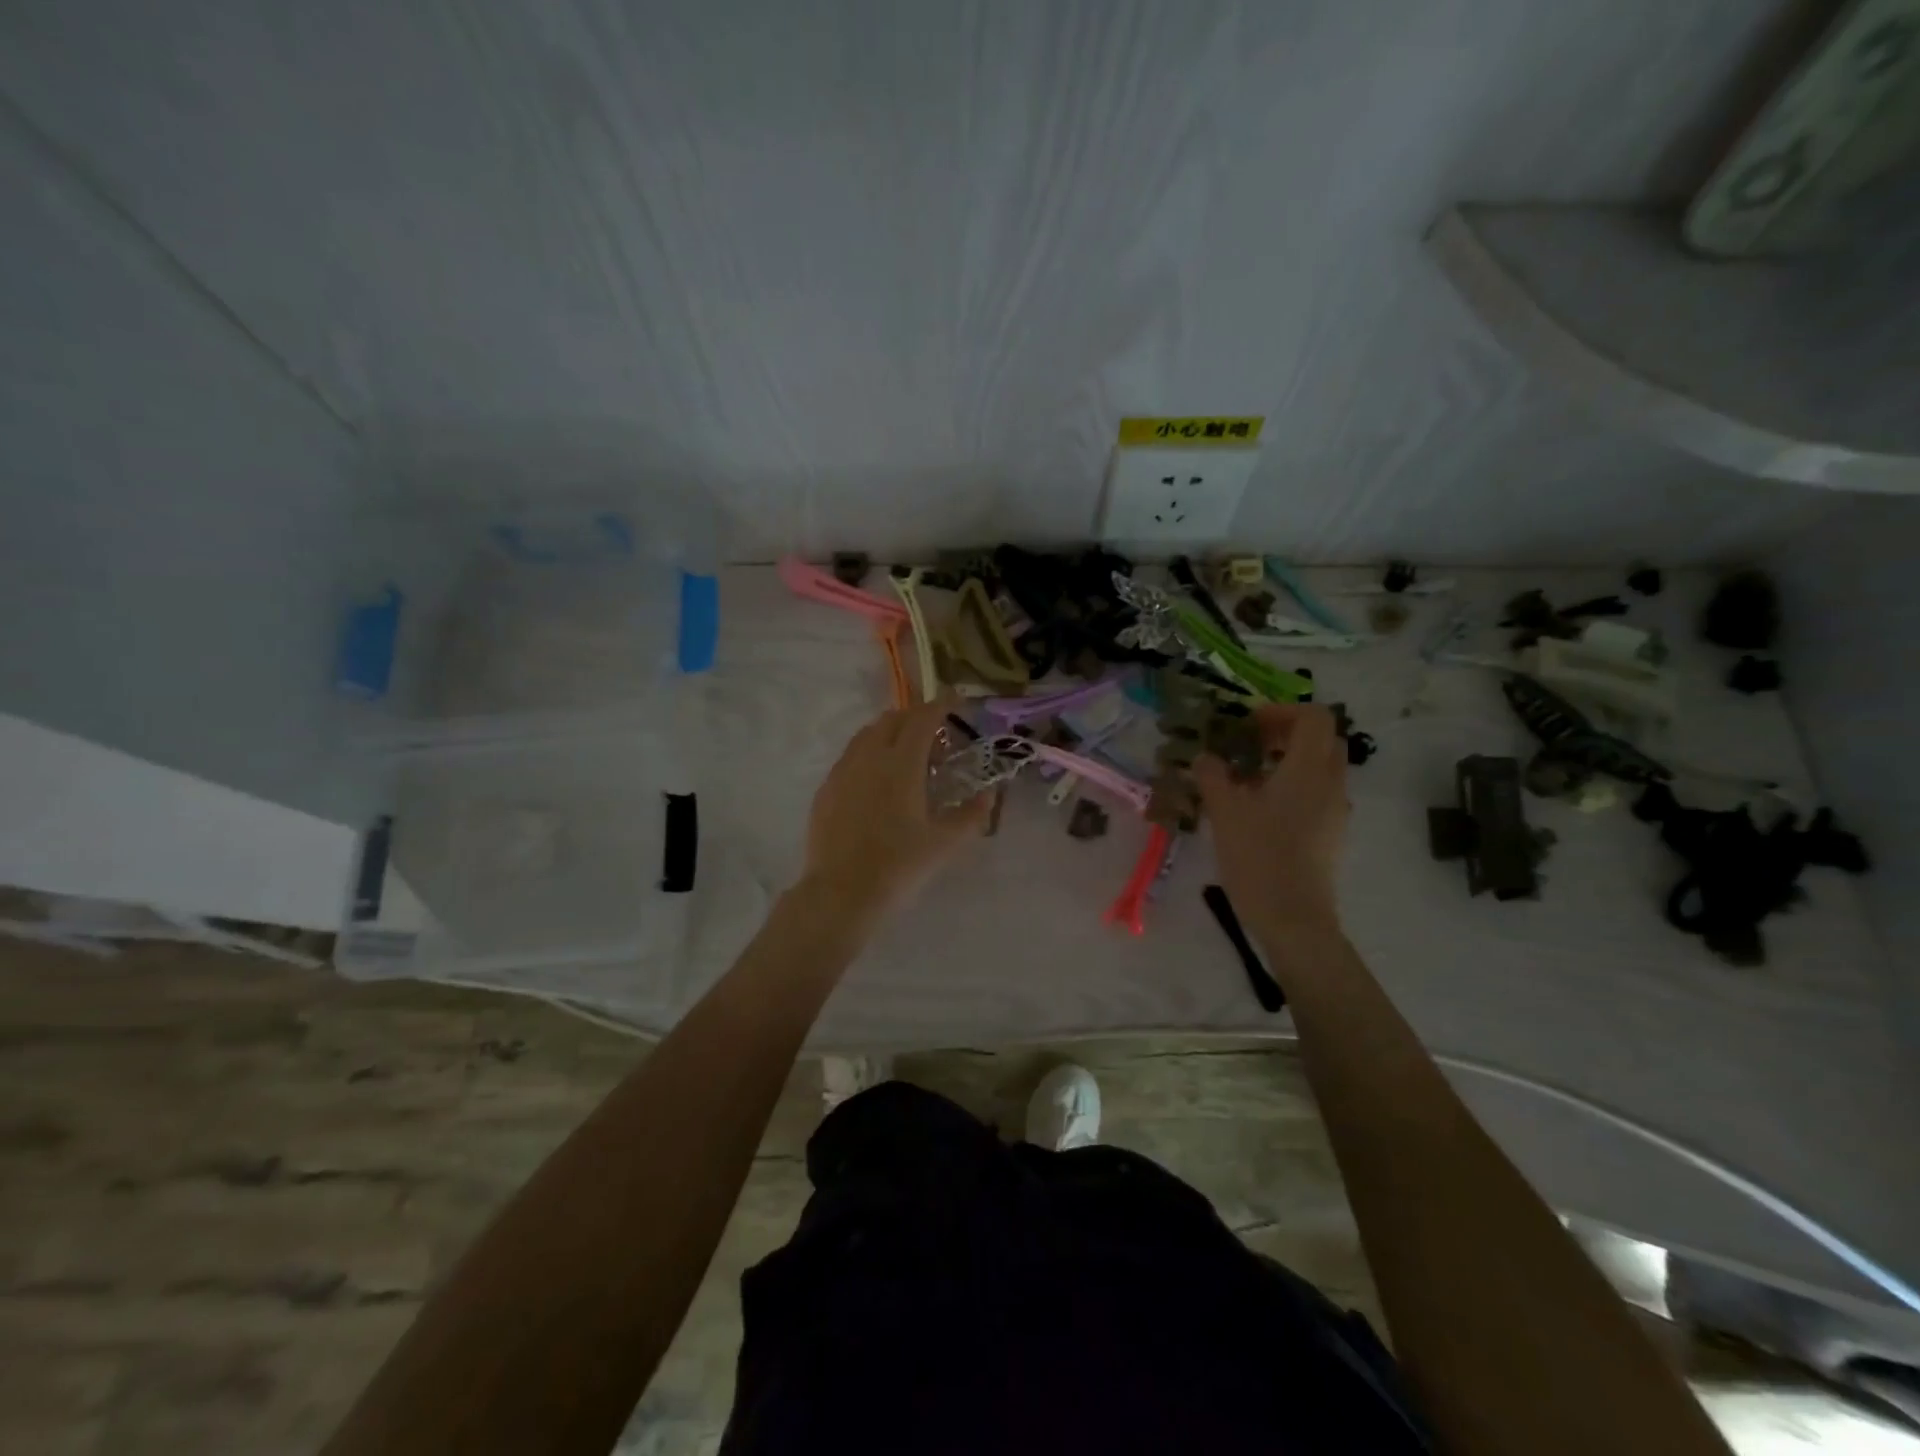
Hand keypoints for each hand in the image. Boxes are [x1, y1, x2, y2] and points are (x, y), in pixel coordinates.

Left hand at [794, 700, 990, 933]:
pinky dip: (870, 753)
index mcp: (901, 764)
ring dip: (891, 733)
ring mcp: (842, 771)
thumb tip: (989, 794)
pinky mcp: (826, 789)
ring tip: (908, 756)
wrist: (840, 894)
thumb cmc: (898, 866)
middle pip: (893, 719)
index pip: (923, 719)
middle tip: (937, 736)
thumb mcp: (944, 843)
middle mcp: (869, 757)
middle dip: (917, 718)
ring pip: (867, 734)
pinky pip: (851, 756)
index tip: (957, 701)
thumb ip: (971, 814)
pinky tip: (878, 781)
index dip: (942, 705)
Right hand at [1195, 703, 1349, 939]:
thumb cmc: (1259, 857)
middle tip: (1250, 745)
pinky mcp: (1330, 834)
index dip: (1281, 711)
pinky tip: (1260, 809)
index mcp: (1308, 769)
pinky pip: (1317, 794)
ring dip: (1289, 761)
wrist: (1293, 918)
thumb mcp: (1225, 811)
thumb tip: (1204, 756)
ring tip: (1249, 778)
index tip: (1248, 725)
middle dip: (1287, 733)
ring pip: (1321, 768)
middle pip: (1322, 739)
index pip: (1313, 717)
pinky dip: (1294, 786)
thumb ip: (1212, 776)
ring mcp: (1335, 811)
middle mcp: (1331, 783)